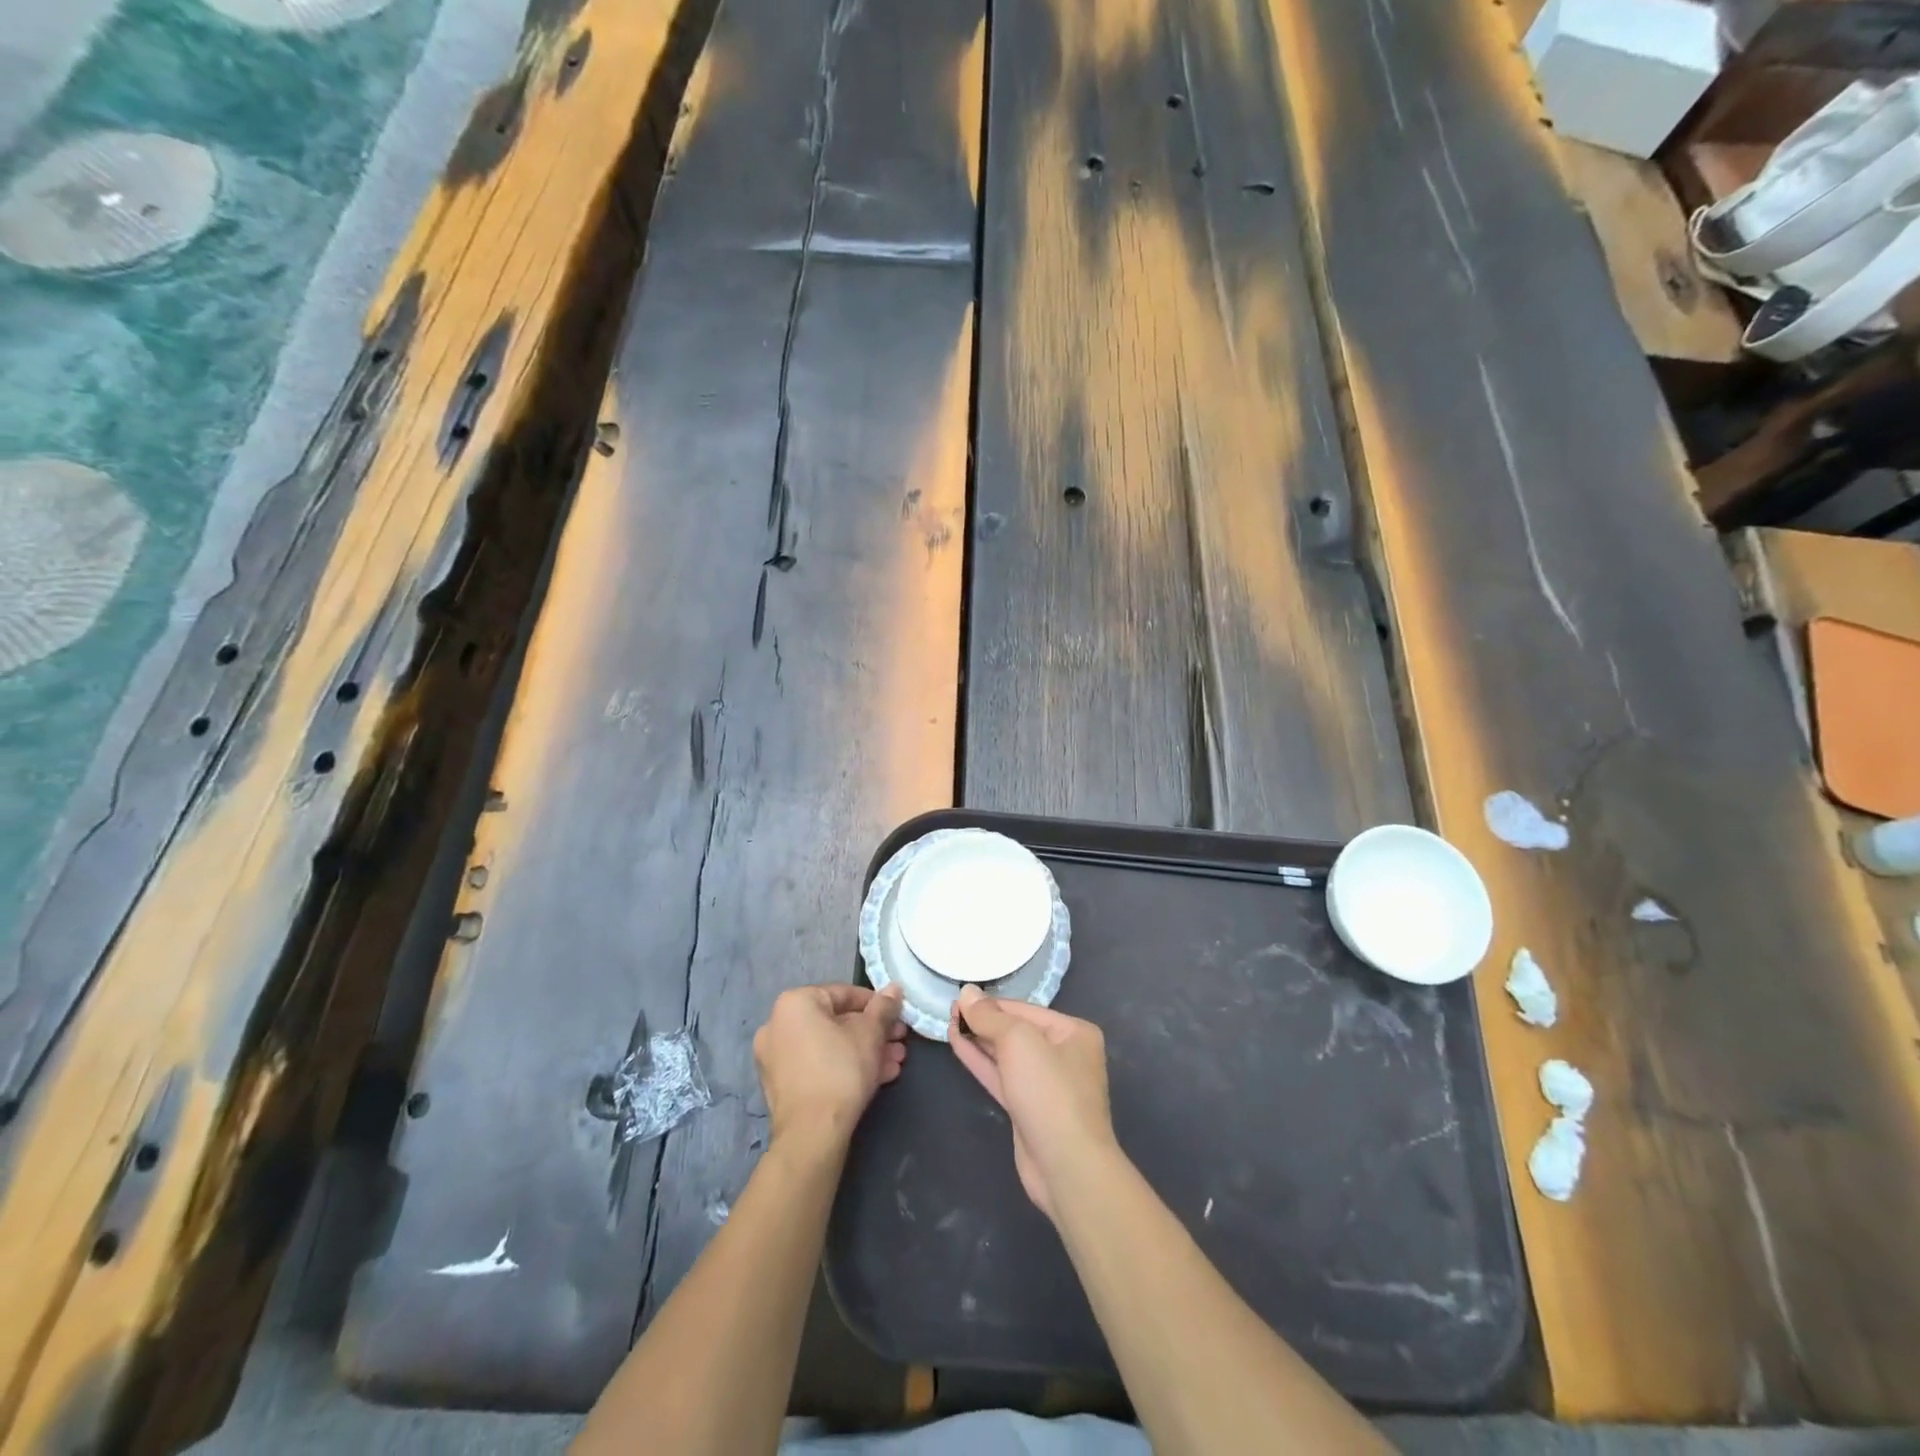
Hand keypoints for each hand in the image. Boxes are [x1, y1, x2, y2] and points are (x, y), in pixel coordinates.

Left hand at [754, 983, 906, 1152]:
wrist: (811, 1135)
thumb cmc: (841, 1070)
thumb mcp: (871, 1034)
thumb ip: (884, 1007)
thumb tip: (895, 988)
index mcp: (794, 1003)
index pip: (844, 993)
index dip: (876, 1005)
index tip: (897, 1017)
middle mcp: (778, 1025)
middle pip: (837, 1022)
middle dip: (873, 1033)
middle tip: (899, 1042)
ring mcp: (775, 1058)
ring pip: (830, 1046)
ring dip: (864, 1051)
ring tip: (894, 1063)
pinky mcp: (781, 1086)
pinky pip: (818, 1065)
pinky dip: (844, 1067)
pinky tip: (877, 1078)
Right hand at [949, 987, 1117, 1218]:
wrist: (1066, 1165)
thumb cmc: (1049, 1091)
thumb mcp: (1018, 1041)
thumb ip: (989, 1016)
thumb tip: (967, 991)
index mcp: (1073, 1032)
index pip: (1024, 1009)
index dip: (991, 1004)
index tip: (959, 998)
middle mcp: (1064, 1054)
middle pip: (1016, 1031)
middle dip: (984, 1022)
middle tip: (949, 1011)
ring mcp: (1046, 1084)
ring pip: (1007, 1055)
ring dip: (978, 1040)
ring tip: (948, 1024)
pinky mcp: (1029, 1108)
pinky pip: (1002, 1077)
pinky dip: (981, 1061)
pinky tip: (957, 1045)